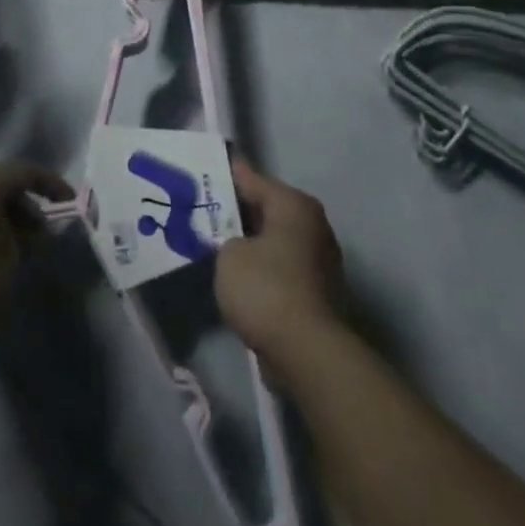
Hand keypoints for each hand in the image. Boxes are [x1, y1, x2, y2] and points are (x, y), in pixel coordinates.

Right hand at [217, 156, 348, 376]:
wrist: (308, 353)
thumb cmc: (266, 289)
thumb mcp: (229, 255)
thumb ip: (225, 238)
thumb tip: (235, 243)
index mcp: (294, 205)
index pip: (253, 179)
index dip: (226, 176)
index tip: (204, 172)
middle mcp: (313, 225)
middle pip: (267, 209)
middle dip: (237, 212)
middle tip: (204, 210)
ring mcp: (320, 260)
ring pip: (274, 240)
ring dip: (250, 243)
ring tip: (216, 243)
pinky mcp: (318, 292)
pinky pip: (281, 267)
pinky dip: (262, 268)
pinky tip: (237, 276)